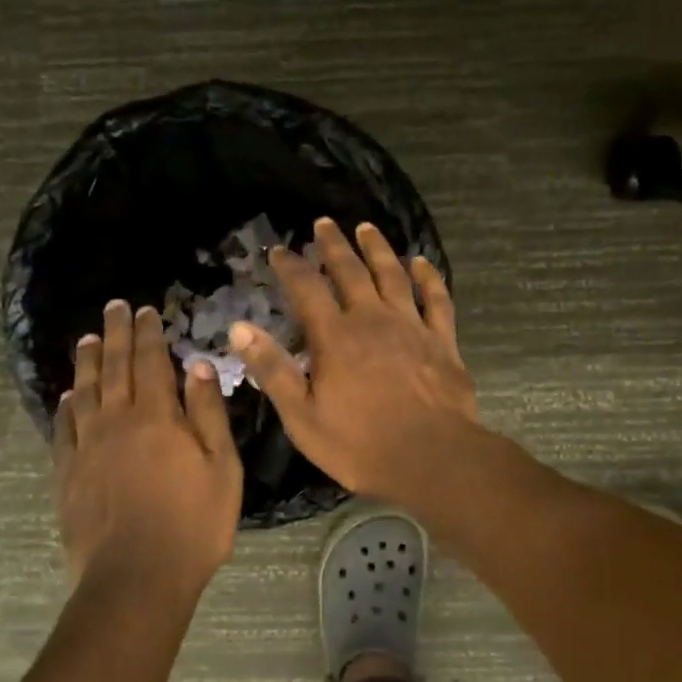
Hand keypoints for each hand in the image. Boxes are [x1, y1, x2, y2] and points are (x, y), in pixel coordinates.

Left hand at [54, 301, 243, 592]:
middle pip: (115, 368)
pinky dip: (66, 407)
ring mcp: (88, 448)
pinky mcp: (68, 474)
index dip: (148, 334)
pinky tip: (68, 397)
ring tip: (87, 340)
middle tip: (113, 307)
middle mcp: (117, 421)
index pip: (151, 362)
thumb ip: (207, 414)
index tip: (145, 310)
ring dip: (88, 362)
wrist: (136, 578)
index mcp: (157, 417)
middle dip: (116, 334)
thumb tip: (197, 366)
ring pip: (85, 392)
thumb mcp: (221, 468)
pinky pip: (64, 429)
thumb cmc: (193, 524)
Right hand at [230, 219, 479, 500]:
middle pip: (350, 271)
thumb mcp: (302, 415)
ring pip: (392, 275)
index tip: (279, 250)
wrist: (432, 458)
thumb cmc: (360, 444)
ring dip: (378, 249)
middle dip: (334, 245)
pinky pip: (436, 298)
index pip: (307, 289)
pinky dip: (428, 277)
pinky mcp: (442, 340)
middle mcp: (372, 319)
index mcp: (335, 337)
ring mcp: (411, 326)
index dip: (291, 266)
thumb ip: (272, 369)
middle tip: (324, 223)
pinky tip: (421, 262)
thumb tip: (239, 328)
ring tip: (367, 228)